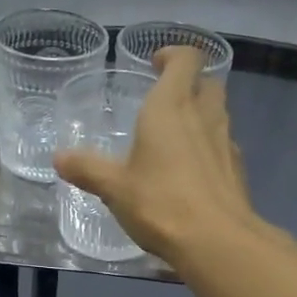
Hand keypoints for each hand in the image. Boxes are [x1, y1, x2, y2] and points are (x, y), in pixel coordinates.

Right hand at [53, 46, 261, 265]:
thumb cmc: (160, 203)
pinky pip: (223, 146)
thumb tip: (59, 158)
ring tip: (176, 138)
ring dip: (202, 116)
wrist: (216, 241)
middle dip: (191, 84)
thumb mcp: (114, 188)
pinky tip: (192, 173)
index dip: (173, 55)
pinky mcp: (237, 170)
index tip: (156, 64)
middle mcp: (204, 116)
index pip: (186, 59)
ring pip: (219, 114)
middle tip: (167, 101)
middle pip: (208, 83)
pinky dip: (209, 148)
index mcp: (171, 107)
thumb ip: (87, 169)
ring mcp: (226, 143)